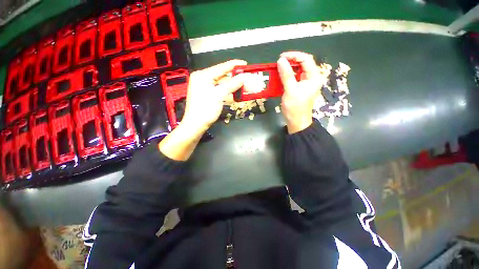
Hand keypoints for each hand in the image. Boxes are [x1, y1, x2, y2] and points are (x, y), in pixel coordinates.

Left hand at [182, 59, 247, 129]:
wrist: (196, 125)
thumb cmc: (206, 109)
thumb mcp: (219, 95)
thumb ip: (232, 84)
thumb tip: (244, 77)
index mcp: (203, 75)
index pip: (221, 67)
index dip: (234, 65)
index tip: (245, 64)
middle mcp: (202, 79)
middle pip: (221, 76)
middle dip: (235, 78)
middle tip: (246, 78)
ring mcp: (204, 87)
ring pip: (221, 84)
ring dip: (232, 86)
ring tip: (244, 86)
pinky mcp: (206, 95)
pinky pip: (218, 90)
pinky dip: (227, 91)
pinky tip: (236, 92)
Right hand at [277, 51, 323, 133]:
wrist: (296, 121)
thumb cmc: (295, 107)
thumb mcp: (290, 90)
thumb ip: (286, 75)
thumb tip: (281, 60)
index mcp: (314, 76)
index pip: (306, 59)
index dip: (294, 56)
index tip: (281, 57)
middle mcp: (312, 77)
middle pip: (302, 63)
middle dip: (290, 62)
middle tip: (278, 63)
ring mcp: (306, 82)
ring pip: (297, 70)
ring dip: (288, 68)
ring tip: (278, 68)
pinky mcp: (300, 87)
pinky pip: (294, 77)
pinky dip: (287, 75)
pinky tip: (280, 76)